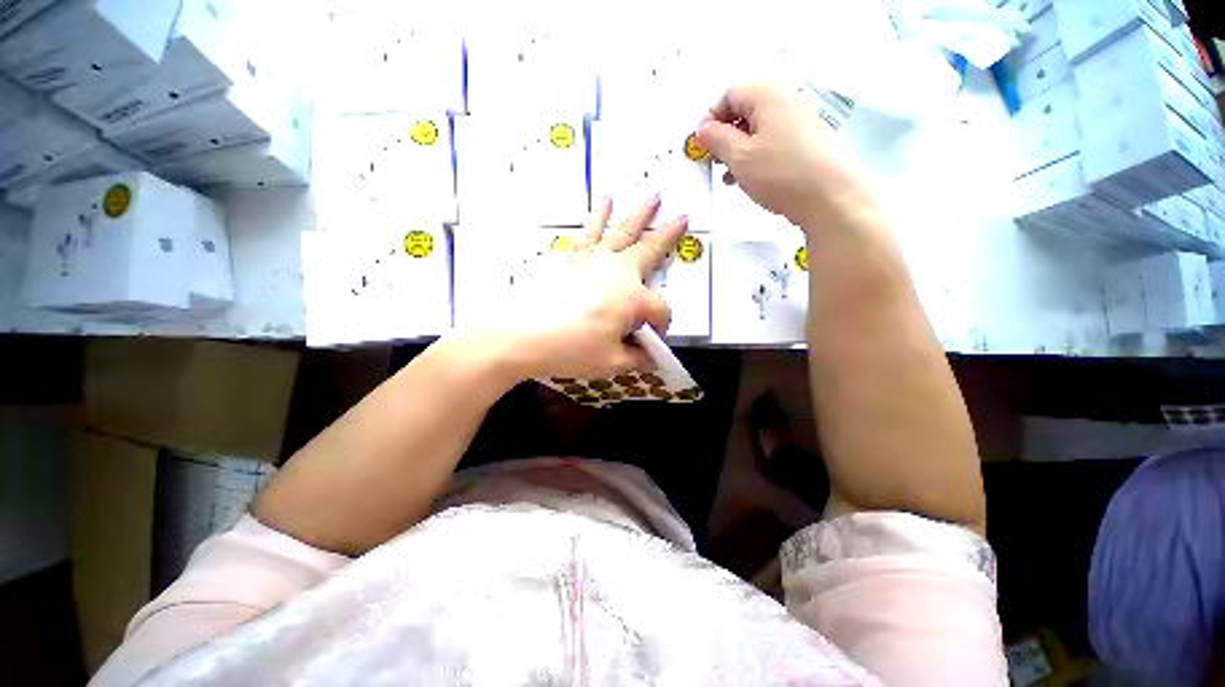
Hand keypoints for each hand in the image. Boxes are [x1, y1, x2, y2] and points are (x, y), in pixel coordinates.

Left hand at [475, 197, 688, 380]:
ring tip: (653, 194)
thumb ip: (637, 358)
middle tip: (683, 216)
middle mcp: (619, 272)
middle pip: (650, 251)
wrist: (522, 333)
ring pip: (623, 231)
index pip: (659, 310)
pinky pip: (590, 232)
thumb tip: (650, 356)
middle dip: (668, 234)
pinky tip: (605, 201)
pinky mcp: (574, 258)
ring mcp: (595, 260)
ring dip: (640, 212)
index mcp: (633, 299)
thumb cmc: (571, 349)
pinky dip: (598, 216)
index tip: (652, 340)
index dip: (661, 326)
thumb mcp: (612, 363)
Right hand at [696, 82, 876, 232]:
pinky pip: (771, 140)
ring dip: (737, 149)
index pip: (729, 95)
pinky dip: (755, 155)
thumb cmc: (779, 174)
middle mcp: (785, 99)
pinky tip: (747, 178)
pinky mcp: (805, 140)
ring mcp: (799, 119)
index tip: (700, 146)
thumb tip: (703, 129)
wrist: (829, 197)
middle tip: (713, 161)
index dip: (710, 119)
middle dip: (723, 135)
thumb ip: (716, 139)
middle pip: (744, 109)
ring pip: (757, 128)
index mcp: (768, 93)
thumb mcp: (739, 157)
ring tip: (728, 175)